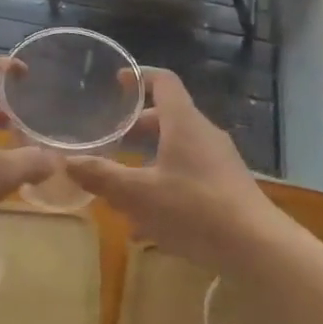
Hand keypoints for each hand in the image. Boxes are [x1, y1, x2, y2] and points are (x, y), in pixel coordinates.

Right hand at [66, 68, 285, 267]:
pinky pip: (188, 175)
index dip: (139, 76)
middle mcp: (203, 134)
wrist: (256, 247)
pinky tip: (146, 225)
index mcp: (184, 123)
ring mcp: (219, 161)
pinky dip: (165, 186)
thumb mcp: (138, 195)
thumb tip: (66, 161)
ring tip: (121, 185)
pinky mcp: (226, 187)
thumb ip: (101, 176)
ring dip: (148, 161)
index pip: (163, 82)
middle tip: (109, 140)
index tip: (117, 81)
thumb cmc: (194, 210)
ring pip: (176, 150)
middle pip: (167, 118)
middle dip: (135, 128)